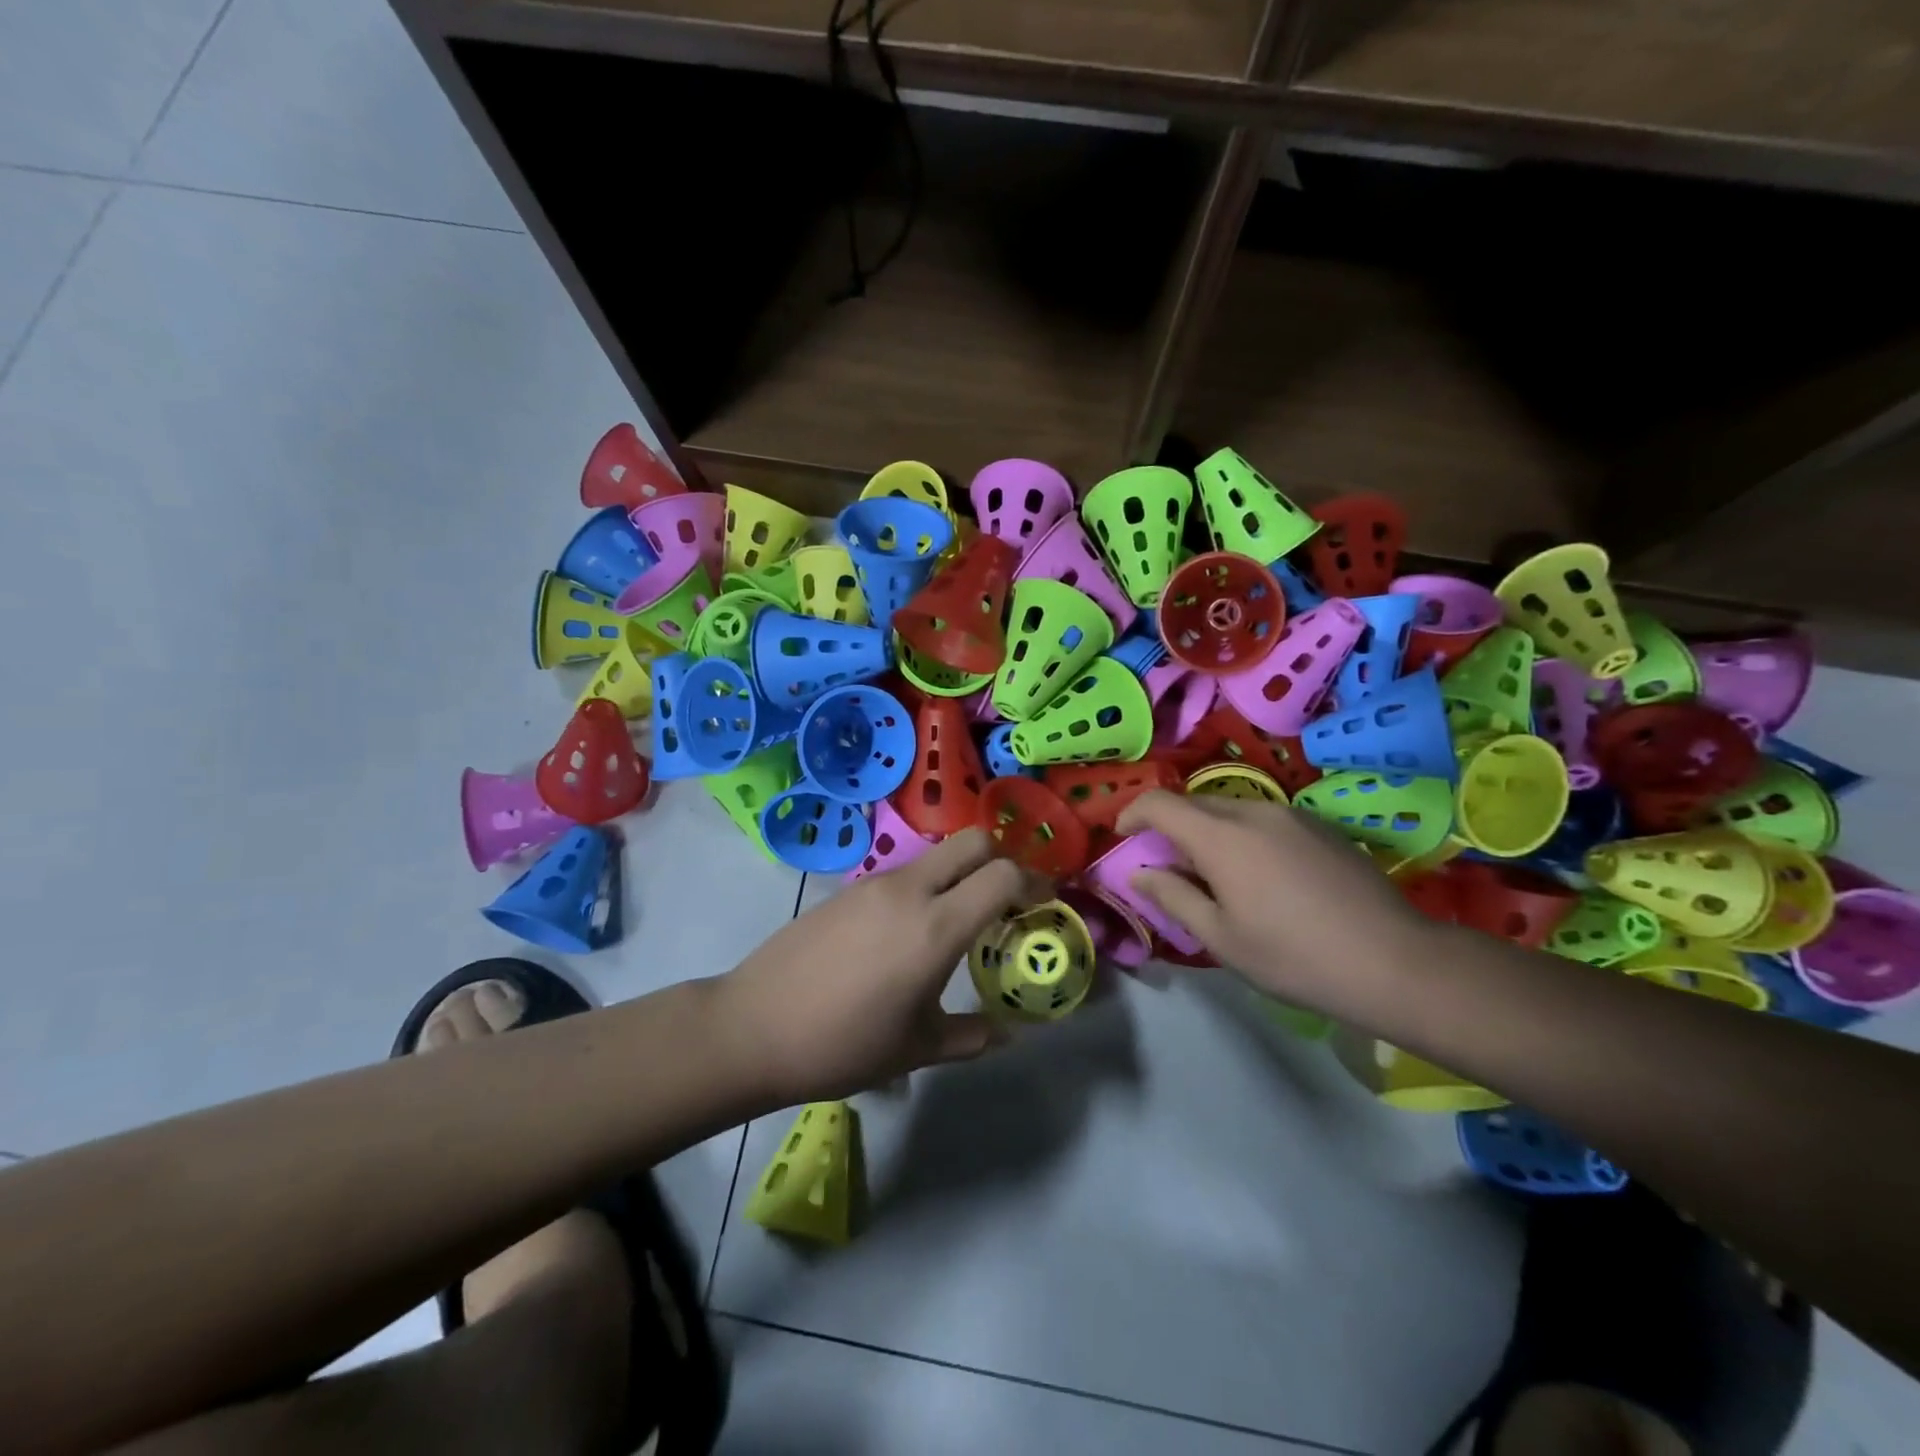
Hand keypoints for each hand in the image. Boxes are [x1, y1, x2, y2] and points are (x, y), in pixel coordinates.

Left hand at [716, 828, 1047, 1103]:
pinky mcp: (846, 889)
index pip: (1003, 875)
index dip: (1034, 882)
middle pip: (972, 841)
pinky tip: (906, 934)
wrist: (752, 1028)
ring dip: (958, 876)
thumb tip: (1007, 1033)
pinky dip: (924, 888)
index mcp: (935, 927)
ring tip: (955, 923)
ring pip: (935, 856)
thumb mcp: (915, 1049)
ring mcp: (873, 884)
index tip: (1044, 904)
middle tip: (1004, 902)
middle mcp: (909, 890)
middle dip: (1000, 860)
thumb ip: (970, 1036)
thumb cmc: (842, 1045)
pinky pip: (902, 874)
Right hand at [1115, 791, 1438, 1015]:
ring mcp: (1291, 815)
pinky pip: (1264, 819)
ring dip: (1209, 831)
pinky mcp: (1319, 826)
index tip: (1123, 835)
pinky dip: (1243, 835)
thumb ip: (1173, 896)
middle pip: (1195, 804)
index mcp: (1221, 837)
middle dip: (1170, 826)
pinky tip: (1260, 876)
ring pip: (1231, 810)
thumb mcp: (1221, 937)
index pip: (1160, 803)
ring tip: (1215, 875)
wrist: (1395, 961)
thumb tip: (1140, 872)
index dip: (1133, 813)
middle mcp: (1253, 811)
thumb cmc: (1294, 956)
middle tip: (1167, 866)